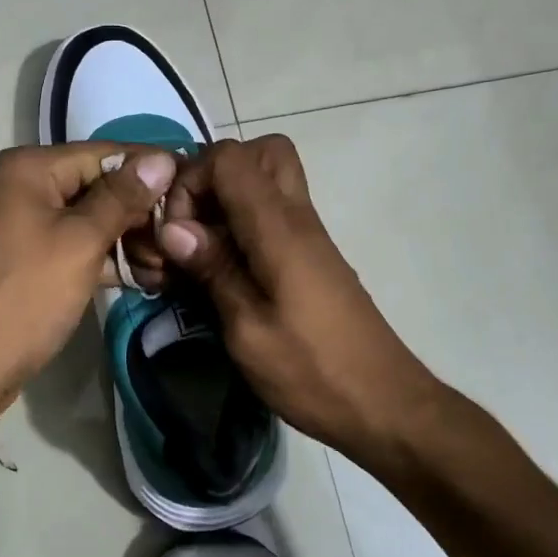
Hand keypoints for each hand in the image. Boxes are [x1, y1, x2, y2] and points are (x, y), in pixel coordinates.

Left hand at [0, 142, 175, 416]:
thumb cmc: (25, 295)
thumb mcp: (80, 242)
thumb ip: (122, 198)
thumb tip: (162, 158)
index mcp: (29, 168)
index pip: (105, 154)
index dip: (151, 169)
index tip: (193, 185)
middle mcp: (21, 185)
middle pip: (96, 186)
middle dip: (140, 213)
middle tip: (180, 238)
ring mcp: (20, 223)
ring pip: (87, 219)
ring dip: (127, 239)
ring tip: (168, 265)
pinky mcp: (24, 258)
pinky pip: (72, 245)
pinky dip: (104, 258)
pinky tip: (143, 278)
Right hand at [153, 135, 445, 458]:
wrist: (383, 404)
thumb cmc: (313, 372)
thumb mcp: (248, 330)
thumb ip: (213, 270)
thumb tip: (173, 228)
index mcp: (279, 228)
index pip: (230, 157)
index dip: (192, 180)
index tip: (176, 231)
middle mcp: (297, 218)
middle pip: (260, 152)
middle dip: (214, 177)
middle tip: (194, 224)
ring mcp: (308, 236)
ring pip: (267, 180)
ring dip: (227, 201)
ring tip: (202, 251)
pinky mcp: (310, 258)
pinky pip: (272, 214)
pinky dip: (242, 225)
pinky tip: (223, 272)